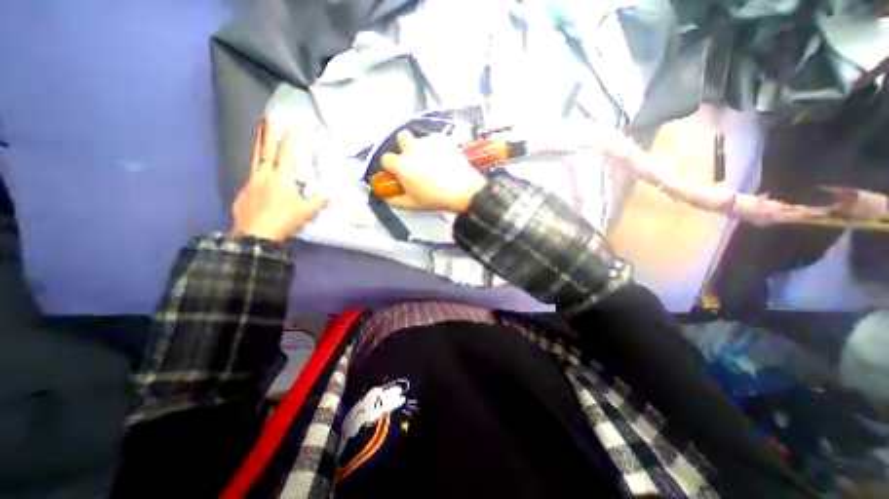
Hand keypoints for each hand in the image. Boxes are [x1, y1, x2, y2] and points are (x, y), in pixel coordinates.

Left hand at [230, 117, 327, 241]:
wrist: (255, 234)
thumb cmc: (284, 219)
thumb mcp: (306, 211)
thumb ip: (318, 201)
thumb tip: (329, 193)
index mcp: (282, 178)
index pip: (286, 154)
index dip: (289, 140)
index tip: (291, 127)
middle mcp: (264, 175)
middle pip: (266, 151)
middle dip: (268, 134)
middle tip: (267, 119)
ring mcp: (251, 182)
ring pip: (255, 160)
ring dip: (259, 145)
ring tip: (259, 135)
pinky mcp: (244, 192)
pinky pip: (252, 175)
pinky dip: (257, 168)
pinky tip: (259, 173)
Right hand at [377, 128, 483, 212]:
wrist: (464, 191)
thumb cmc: (435, 199)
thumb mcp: (412, 205)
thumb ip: (395, 200)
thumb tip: (385, 196)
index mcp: (402, 165)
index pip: (386, 158)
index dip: (391, 165)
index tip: (399, 172)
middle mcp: (412, 149)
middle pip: (401, 137)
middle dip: (404, 146)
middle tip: (415, 159)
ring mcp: (428, 142)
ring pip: (420, 140)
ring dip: (423, 149)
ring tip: (435, 163)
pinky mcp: (443, 139)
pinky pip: (435, 141)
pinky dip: (437, 148)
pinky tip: (445, 159)